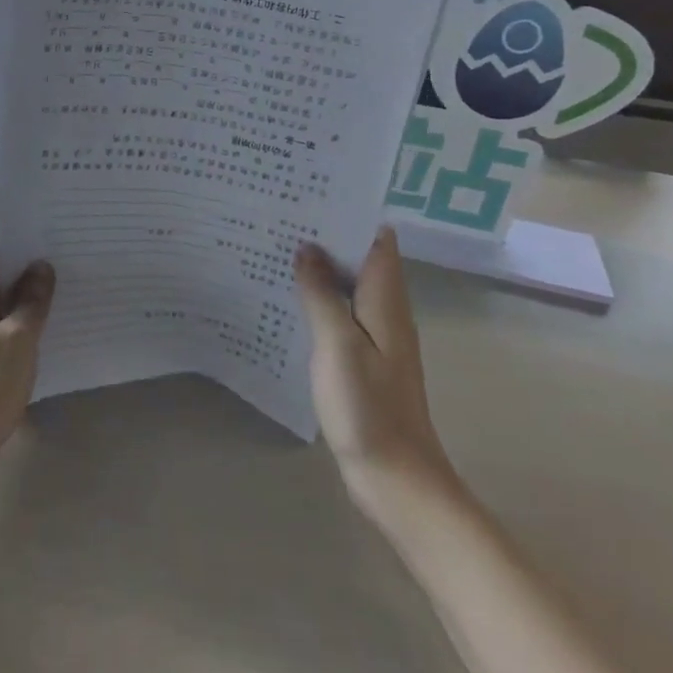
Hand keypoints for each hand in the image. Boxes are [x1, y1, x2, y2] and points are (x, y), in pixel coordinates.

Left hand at [0, 231, 54, 504]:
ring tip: (76, 285)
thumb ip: (32, 301)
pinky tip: (59, 327)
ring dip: (35, 293)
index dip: (21, 229)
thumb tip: (42, 266)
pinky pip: (8, 327)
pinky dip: (30, 321)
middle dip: (35, 259)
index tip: (56, 224)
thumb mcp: (17, 341)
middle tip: (77, 253)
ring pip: (7, 299)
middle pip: (2, 269)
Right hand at [295, 228, 454, 522]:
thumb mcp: (337, 343)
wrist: (395, 477)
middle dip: (326, 236)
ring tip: (277, 247)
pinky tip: (288, 299)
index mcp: (386, 300)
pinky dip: (318, 299)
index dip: (348, 213)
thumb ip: (320, 294)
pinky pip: (340, 314)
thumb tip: (306, 248)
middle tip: (281, 216)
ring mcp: (376, 337)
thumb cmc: (367, 407)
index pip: (376, 239)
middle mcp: (386, 311)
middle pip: (360, 259)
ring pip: (348, 286)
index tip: (310, 195)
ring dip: (320, 268)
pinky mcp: (364, 359)